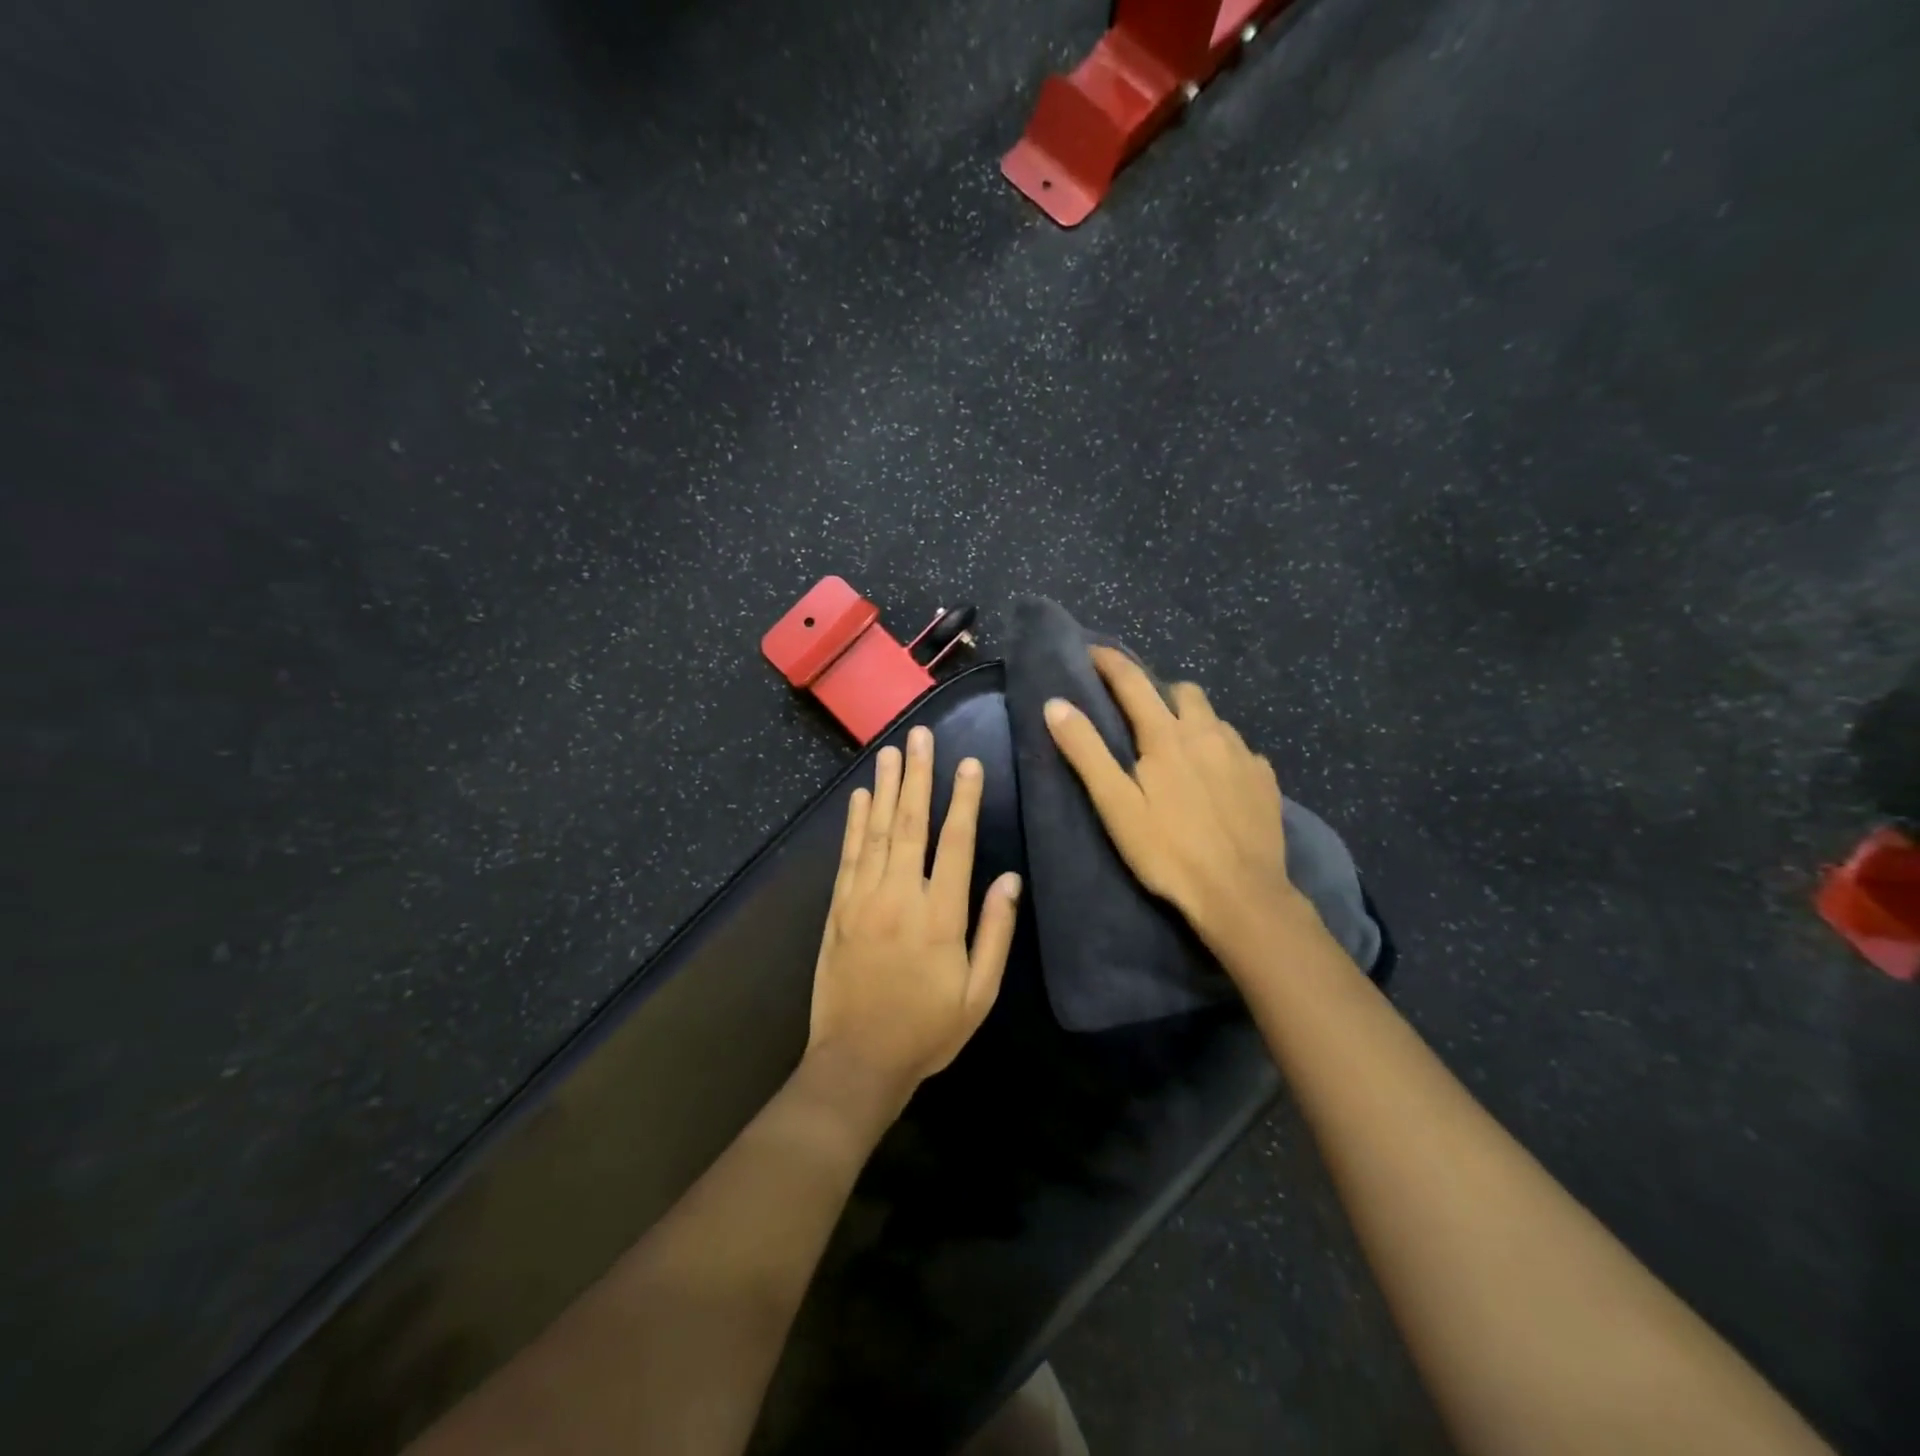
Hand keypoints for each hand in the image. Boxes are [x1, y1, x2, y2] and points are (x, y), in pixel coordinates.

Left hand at [806, 725, 1022, 1115]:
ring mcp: (863, 900)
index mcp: (941, 917)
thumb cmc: (926, 1030)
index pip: (956, 844)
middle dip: (918, 776)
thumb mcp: (979, 995)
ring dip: (884, 788)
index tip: (968, 764)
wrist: (857, 1061)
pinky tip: (860, 797)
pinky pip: (848, 856)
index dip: (964, 800)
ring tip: (891, 751)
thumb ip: (995, 933)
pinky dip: (854, 823)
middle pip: (911, 824)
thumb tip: (1010, 879)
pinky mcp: (838, 909)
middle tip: (921, 736)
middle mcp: (900, 897)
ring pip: (876, 832)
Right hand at [1044, 647, 1310, 951]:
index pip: (1133, 682)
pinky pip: (1240, 749)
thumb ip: (1086, 752)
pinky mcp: (1265, 780)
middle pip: (1182, 691)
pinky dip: (1222, 750)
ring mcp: (1243, 755)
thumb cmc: (1168, 852)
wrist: (1242, 895)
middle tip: (1140, 714)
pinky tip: (1217, 777)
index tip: (1092, 650)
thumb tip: (1055, 704)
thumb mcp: (1116, 805)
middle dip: (1159, 691)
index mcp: (1167, 736)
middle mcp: (1208, 733)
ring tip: (1179, 747)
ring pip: (1215, 718)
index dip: (1110, 662)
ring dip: (1192, 720)